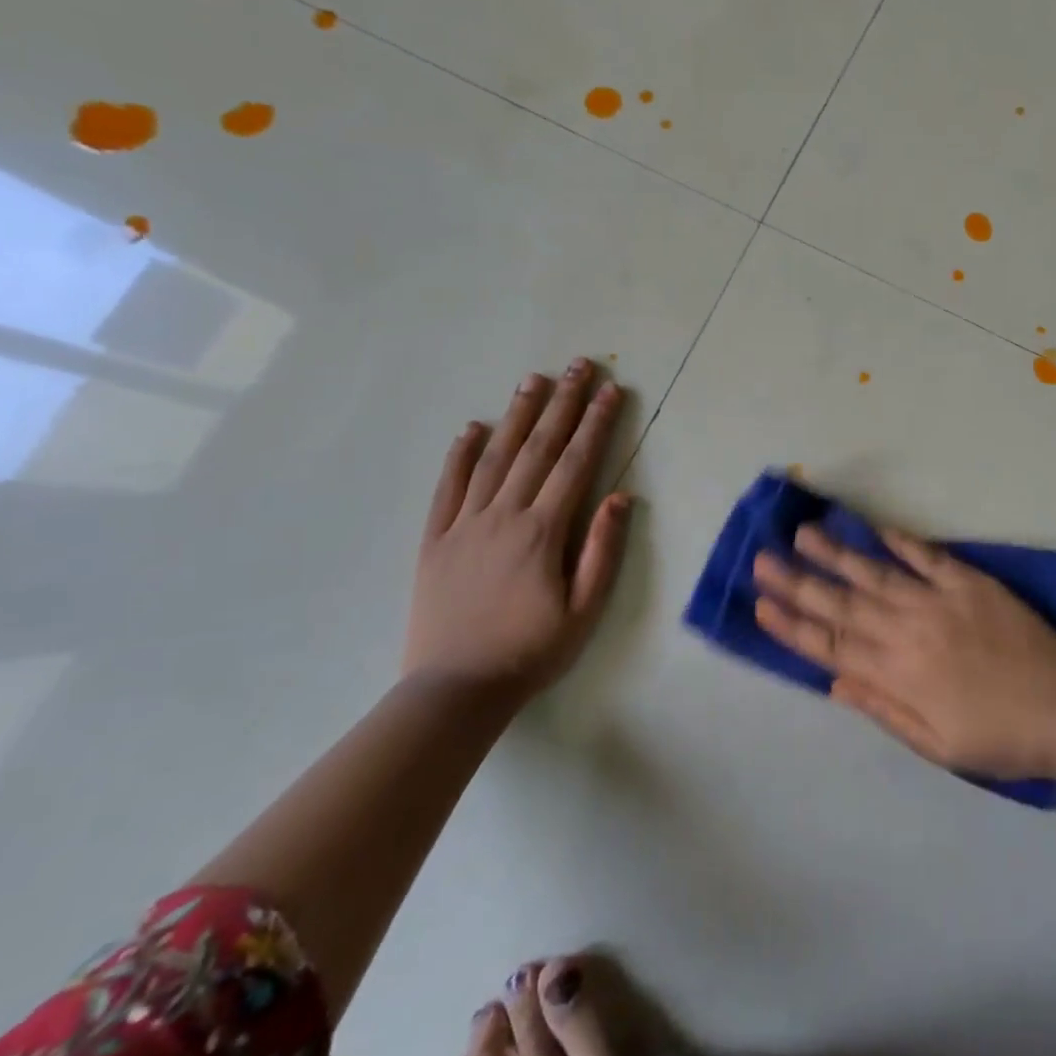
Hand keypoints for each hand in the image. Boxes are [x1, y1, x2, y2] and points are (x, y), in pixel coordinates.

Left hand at [405, 357, 630, 703]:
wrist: (455, 690)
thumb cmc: (531, 651)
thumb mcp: (585, 611)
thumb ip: (603, 551)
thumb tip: (620, 496)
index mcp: (543, 531)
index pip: (576, 463)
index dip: (596, 423)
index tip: (610, 390)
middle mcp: (504, 515)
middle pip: (538, 448)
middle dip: (562, 403)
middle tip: (578, 365)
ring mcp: (464, 524)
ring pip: (494, 457)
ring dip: (516, 415)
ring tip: (533, 380)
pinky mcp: (435, 539)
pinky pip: (447, 487)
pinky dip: (459, 455)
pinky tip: (472, 428)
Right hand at [753, 524, 1055, 776]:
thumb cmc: (1000, 738)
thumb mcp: (937, 745)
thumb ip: (884, 709)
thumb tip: (835, 681)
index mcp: (898, 674)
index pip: (831, 646)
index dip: (792, 626)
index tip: (760, 604)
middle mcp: (910, 632)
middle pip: (843, 604)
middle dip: (798, 583)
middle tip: (762, 559)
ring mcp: (940, 602)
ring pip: (877, 574)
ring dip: (838, 554)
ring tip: (804, 533)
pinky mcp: (971, 583)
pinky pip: (929, 558)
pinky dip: (902, 543)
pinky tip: (877, 530)